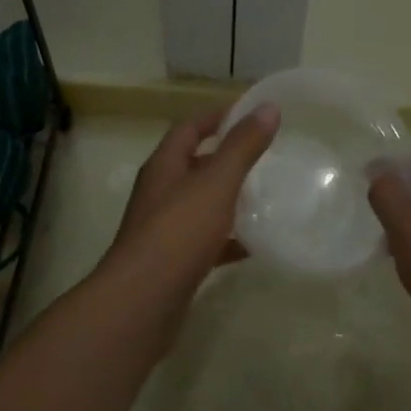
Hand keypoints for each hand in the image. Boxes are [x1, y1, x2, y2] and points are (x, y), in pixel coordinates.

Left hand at [104, 104, 280, 294]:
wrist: (142, 303)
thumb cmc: (178, 232)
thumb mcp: (216, 183)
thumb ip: (243, 146)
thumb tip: (269, 107)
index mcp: (164, 166)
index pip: (189, 128)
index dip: (216, 118)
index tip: (250, 115)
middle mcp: (159, 193)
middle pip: (193, 165)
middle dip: (225, 159)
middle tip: (264, 157)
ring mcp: (163, 229)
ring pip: (199, 204)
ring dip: (227, 199)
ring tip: (264, 198)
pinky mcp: (172, 262)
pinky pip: (204, 241)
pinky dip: (227, 240)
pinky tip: (253, 246)